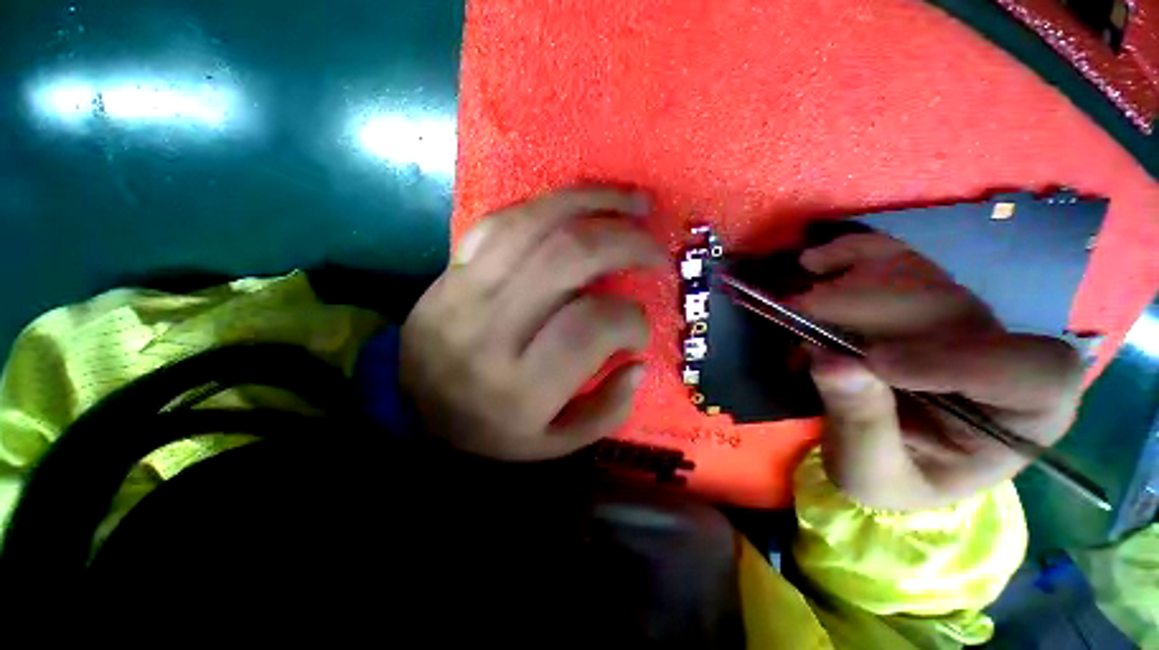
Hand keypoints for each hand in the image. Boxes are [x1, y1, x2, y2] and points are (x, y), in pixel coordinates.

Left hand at [400, 188, 663, 460]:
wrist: (412, 406)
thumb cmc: (488, 430)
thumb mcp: (552, 444)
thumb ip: (606, 411)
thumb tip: (638, 363)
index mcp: (521, 384)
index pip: (590, 326)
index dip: (630, 319)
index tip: (640, 328)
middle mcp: (493, 328)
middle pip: (569, 258)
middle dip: (628, 244)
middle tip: (657, 252)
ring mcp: (467, 289)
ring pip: (538, 223)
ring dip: (597, 204)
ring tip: (635, 203)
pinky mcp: (453, 267)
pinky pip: (505, 218)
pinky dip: (552, 203)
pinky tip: (583, 202)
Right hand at [791, 233, 1083, 510]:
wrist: (884, 455)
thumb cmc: (893, 478)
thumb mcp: (872, 475)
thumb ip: (861, 427)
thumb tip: (831, 361)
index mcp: (1022, 419)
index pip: (1036, 373)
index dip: (964, 359)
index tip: (875, 363)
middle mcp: (1003, 358)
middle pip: (955, 312)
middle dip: (872, 310)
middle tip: (804, 315)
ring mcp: (962, 324)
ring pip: (923, 279)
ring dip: (854, 279)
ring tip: (801, 296)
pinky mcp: (921, 304)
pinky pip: (898, 263)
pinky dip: (855, 254)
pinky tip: (819, 261)